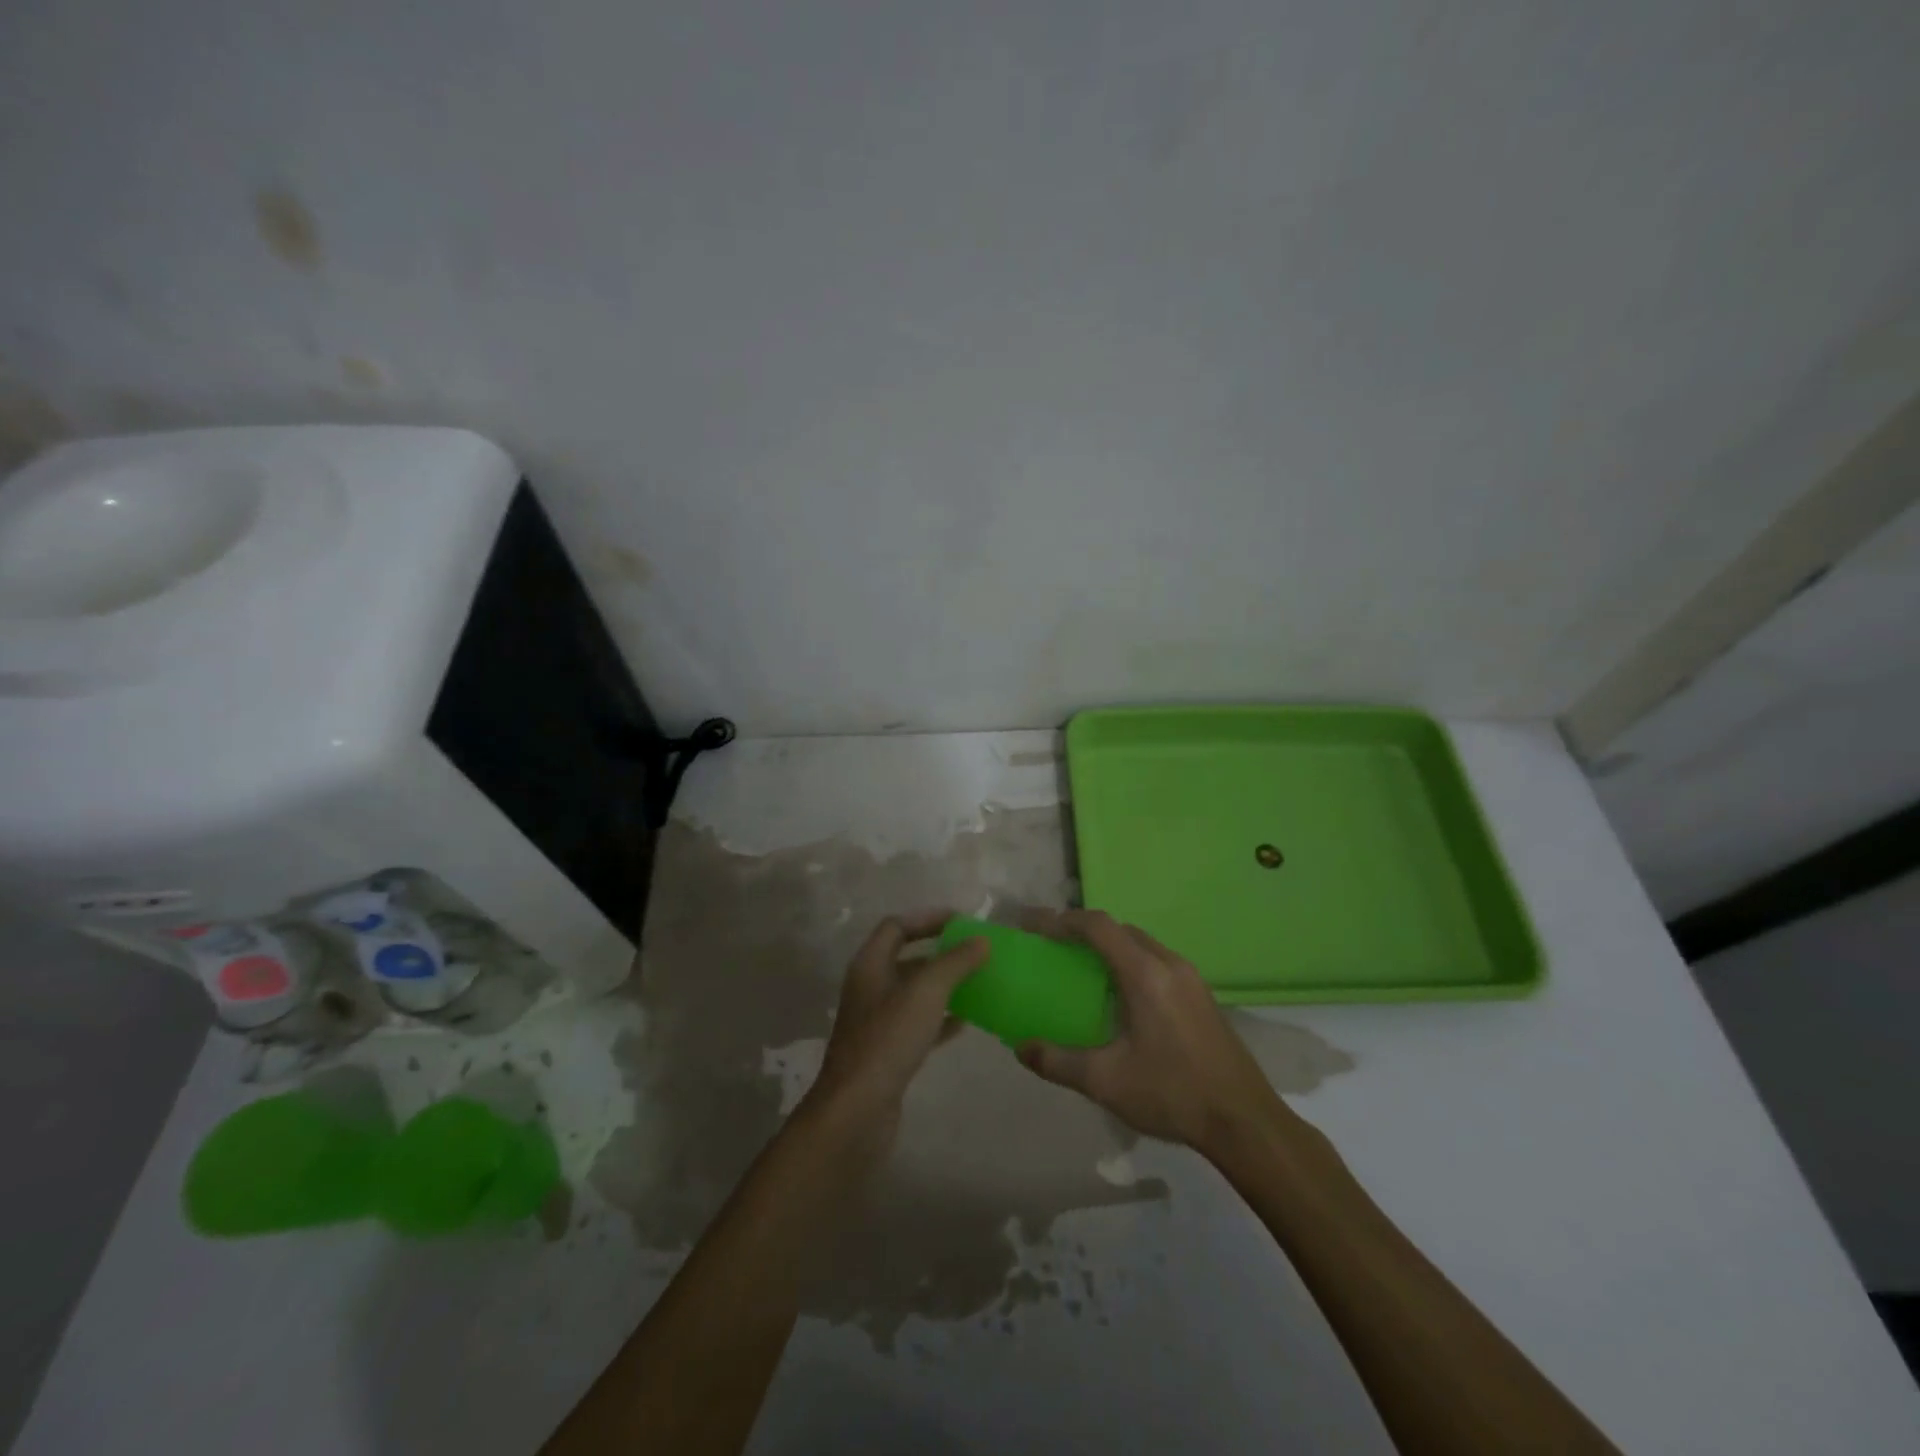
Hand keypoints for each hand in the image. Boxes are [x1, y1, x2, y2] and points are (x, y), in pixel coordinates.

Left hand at [803, 912, 987, 1148]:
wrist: (857, 1111)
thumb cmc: (888, 1039)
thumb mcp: (926, 992)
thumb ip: (954, 962)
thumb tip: (981, 940)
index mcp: (870, 964)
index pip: (897, 926)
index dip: (928, 918)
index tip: (962, 921)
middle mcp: (870, 987)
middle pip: (907, 958)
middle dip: (941, 953)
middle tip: (976, 952)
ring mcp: (877, 1022)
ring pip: (915, 992)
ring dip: (944, 985)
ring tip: (979, 982)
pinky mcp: (888, 1051)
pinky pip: (919, 1023)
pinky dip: (941, 1018)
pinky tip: (967, 1022)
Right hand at [1017, 909, 1290, 1156]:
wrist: (1245, 1122)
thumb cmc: (1172, 1093)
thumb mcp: (1105, 1081)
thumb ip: (1057, 1062)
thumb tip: (1021, 1048)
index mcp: (1145, 973)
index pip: (1097, 926)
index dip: (1061, 920)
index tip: (1032, 926)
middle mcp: (1169, 964)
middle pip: (1119, 930)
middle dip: (1082, 931)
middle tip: (1052, 946)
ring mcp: (1191, 979)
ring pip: (1141, 945)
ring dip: (1108, 947)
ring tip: (1080, 968)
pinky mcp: (1201, 997)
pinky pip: (1156, 963)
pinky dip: (1129, 963)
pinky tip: (1119, 997)